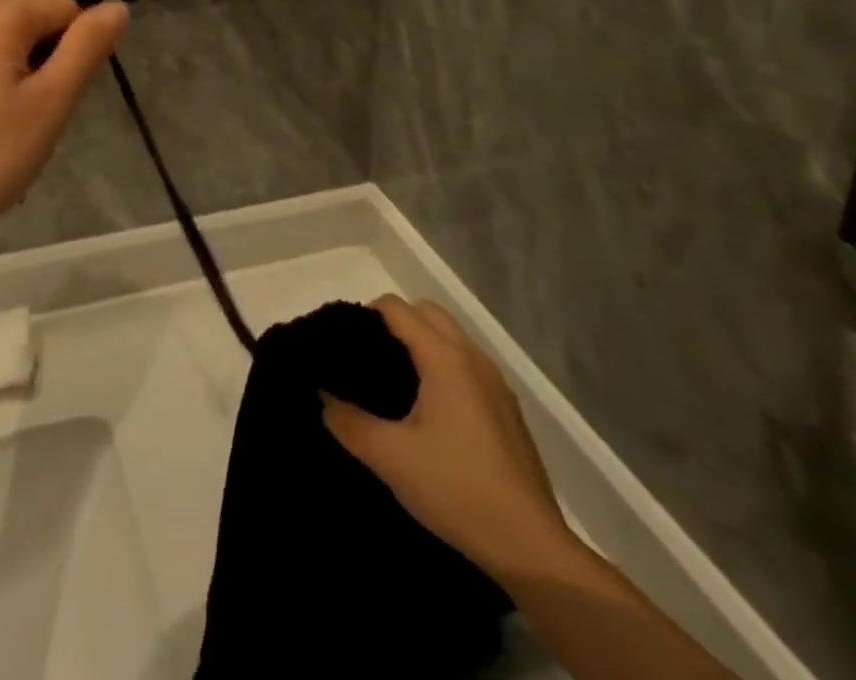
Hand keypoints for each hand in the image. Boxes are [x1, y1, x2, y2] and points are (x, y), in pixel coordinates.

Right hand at [322, 296, 570, 578]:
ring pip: (449, 338)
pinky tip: (430, 412)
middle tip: (368, 359)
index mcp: (444, 357)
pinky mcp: (507, 410)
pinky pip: (467, 365)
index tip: (345, 346)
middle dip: (394, 324)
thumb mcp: (389, 457)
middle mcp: (473, 358)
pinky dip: (442, 367)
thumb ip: (348, 421)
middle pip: (426, 313)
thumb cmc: (456, 490)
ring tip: (394, 383)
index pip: (396, 308)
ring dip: (420, 344)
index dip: (365, 316)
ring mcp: (496, 383)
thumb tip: (324, 397)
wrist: (532, 548)